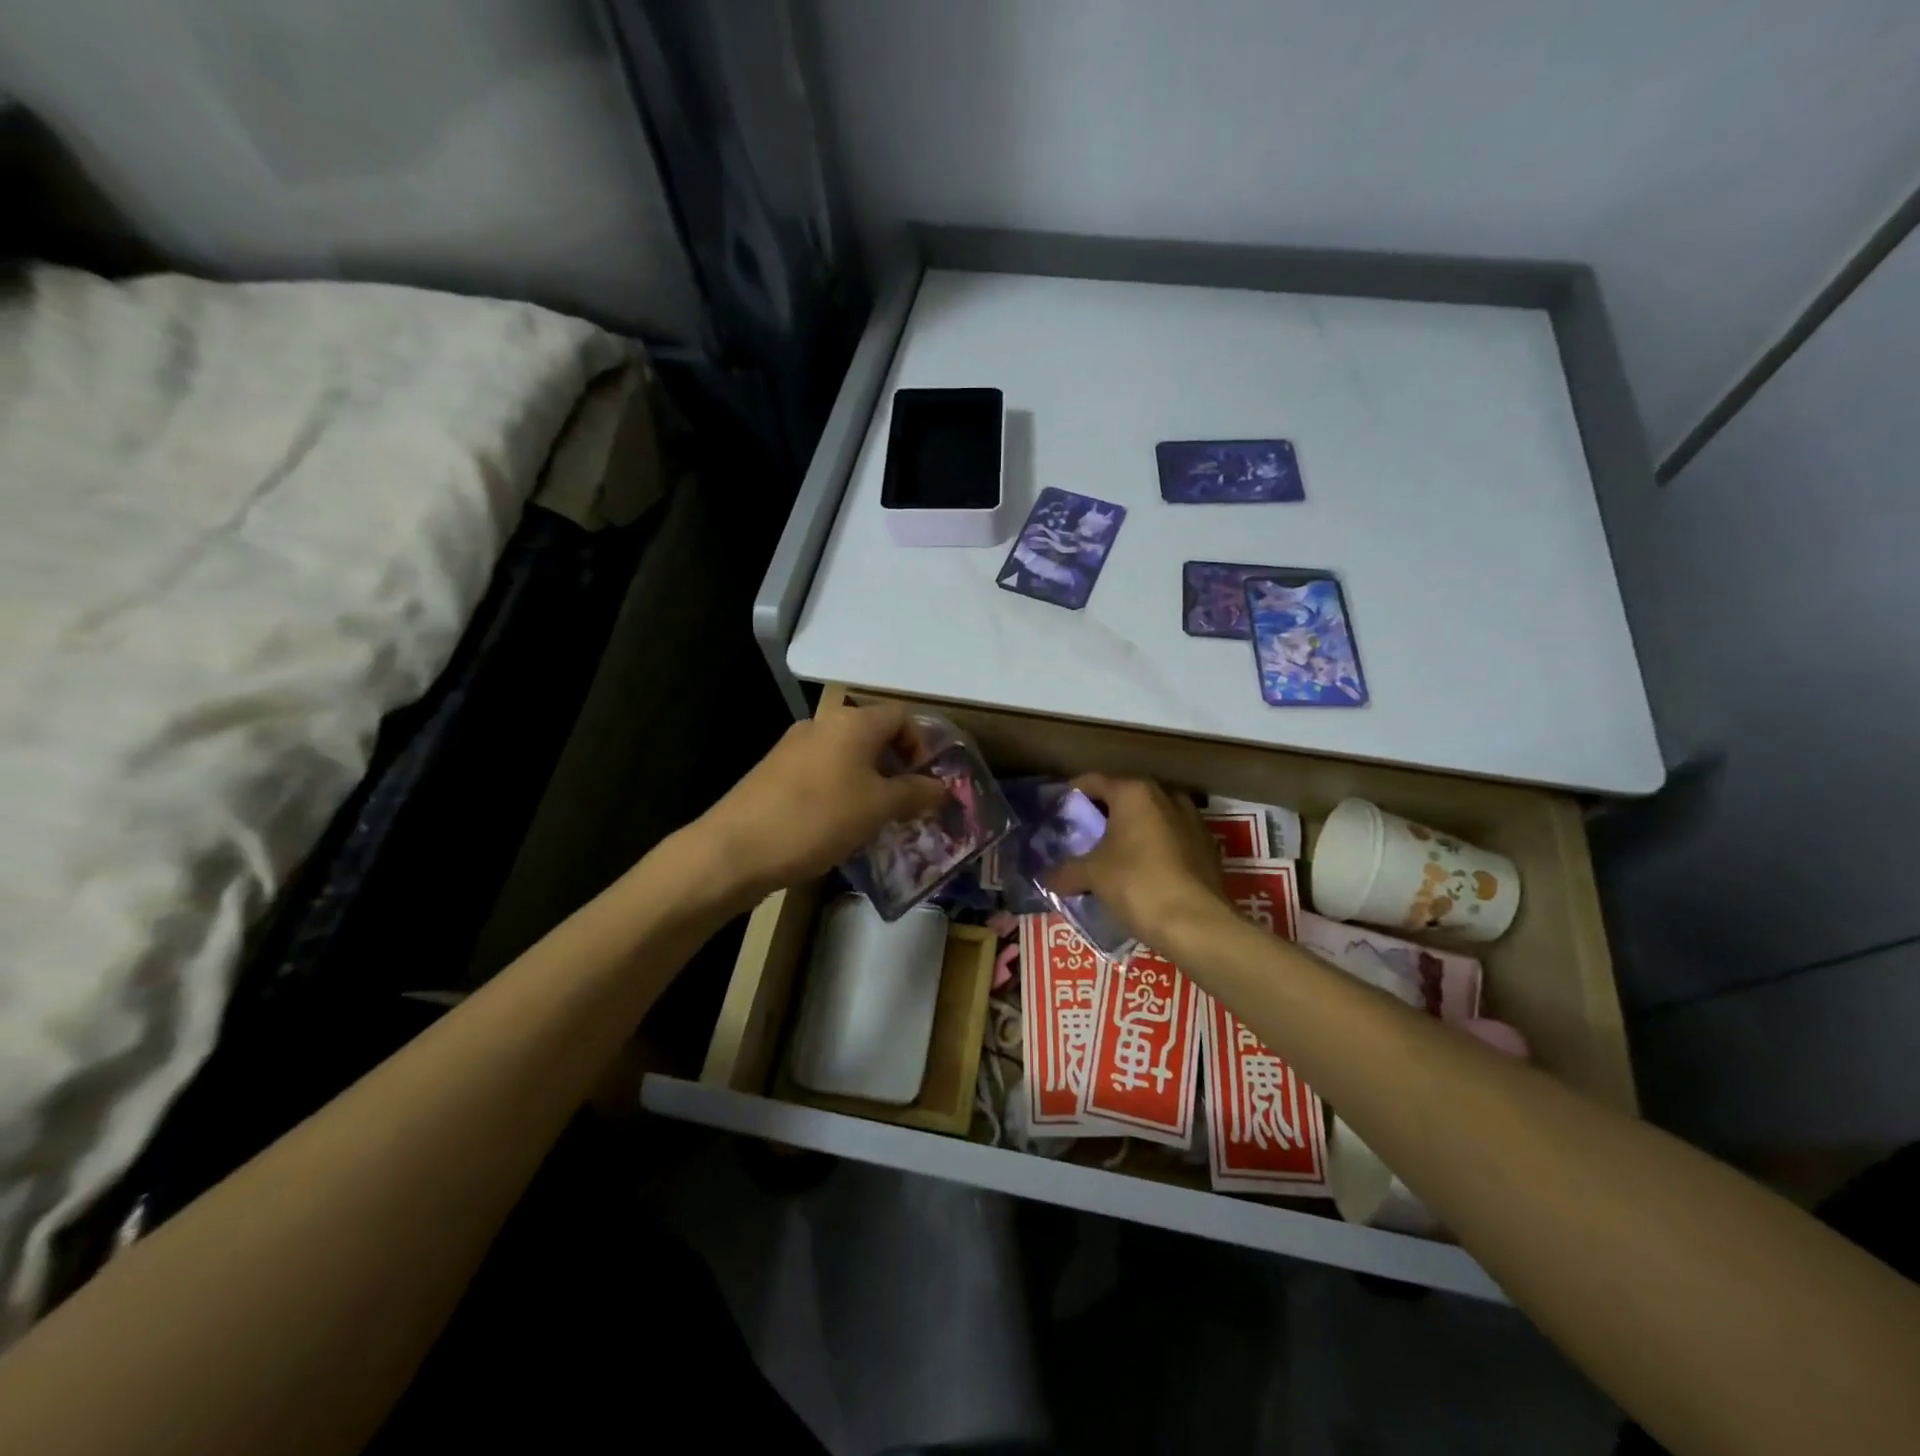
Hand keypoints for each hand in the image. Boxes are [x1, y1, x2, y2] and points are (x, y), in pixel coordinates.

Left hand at [699, 704, 948, 901]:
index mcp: (852, 722)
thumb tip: (941, 788)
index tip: (925, 783)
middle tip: (905, 806)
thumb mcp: (878, 808)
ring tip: (874, 821)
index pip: (901, 716)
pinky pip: (820, 774)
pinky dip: (839, 792)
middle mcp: (822, 724)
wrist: (735, 849)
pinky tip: (836, 827)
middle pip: (872, 735)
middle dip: (895, 768)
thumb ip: (915, 794)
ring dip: (867, 783)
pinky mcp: (774, 773)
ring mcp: (793, 747)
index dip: (921, 745)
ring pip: (845, 757)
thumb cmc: (818, 819)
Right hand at [1045, 774, 1229, 948]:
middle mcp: (1166, 797)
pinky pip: (1172, 840)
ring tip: (1114, 855)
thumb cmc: (1137, 884)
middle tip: (1084, 836)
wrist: (1196, 924)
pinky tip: (1144, 872)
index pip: (1093, 781)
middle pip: (1125, 798)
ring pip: (1152, 818)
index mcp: (1134, 793)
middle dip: (1104, 815)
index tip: (1059, 811)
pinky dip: (1155, 849)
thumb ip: (1066, 871)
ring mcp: (1192, 821)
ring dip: (1132, 831)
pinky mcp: (1208, 847)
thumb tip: (1048, 878)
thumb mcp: (1092, 876)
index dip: (1073, 794)